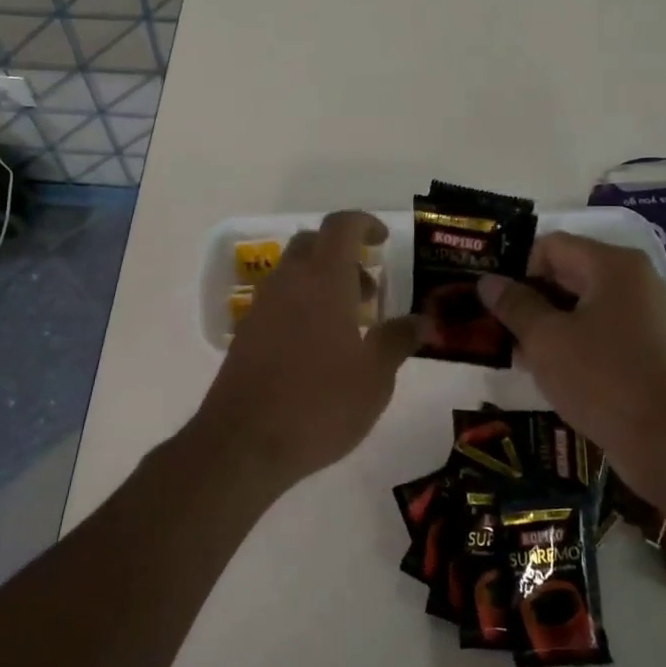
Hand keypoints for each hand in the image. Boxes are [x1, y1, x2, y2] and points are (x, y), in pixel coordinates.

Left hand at [199, 211, 418, 486]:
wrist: (244, 443)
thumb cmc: (320, 403)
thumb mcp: (375, 377)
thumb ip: (398, 340)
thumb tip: (422, 320)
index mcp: (323, 279)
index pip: (341, 225)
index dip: (364, 223)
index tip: (383, 241)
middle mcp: (289, 281)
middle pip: (314, 243)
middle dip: (345, 256)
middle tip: (369, 292)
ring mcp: (262, 306)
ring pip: (295, 273)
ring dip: (323, 283)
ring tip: (349, 327)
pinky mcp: (247, 332)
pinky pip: (280, 300)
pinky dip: (303, 306)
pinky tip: (319, 349)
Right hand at [477, 233, 665, 487]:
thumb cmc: (603, 379)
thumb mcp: (545, 340)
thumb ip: (514, 305)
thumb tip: (488, 281)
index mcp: (613, 265)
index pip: (550, 246)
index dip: (517, 269)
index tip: (495, 303)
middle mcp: (635, 281)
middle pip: (568, 273)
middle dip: (530, 299)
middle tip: (498, 329)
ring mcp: (647, 316)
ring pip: (583, 306)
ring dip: (548, 325)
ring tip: (518, 354)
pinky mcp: (650, 350)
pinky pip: (601, 333)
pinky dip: (574, 344)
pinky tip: (551, 373)